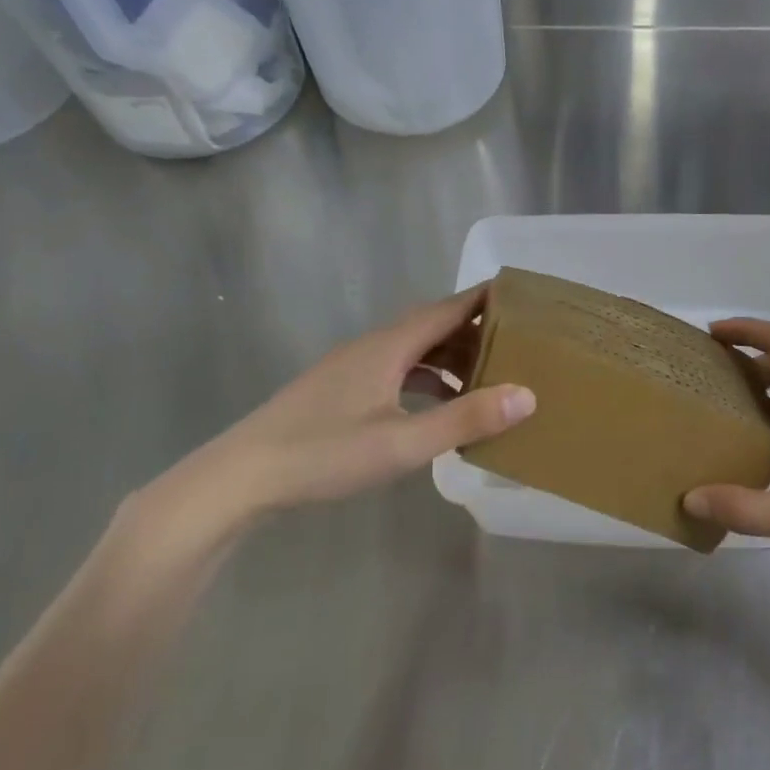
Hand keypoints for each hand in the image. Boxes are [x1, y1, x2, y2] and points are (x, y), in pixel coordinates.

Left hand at [124, 286, 532, 563]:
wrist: (243, 476)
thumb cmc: (324, 454)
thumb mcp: (403, 443)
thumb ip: (464, 419)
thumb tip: (527, 395)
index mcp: (388, 347)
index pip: (447, 308)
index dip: (484, 298)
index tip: (523, 293)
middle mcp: (372, 347)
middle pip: (432, 326)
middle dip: (476, 330)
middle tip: (519, 343)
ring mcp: (353, 368)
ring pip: (414, 350)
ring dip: (451, 358)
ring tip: (489, 377)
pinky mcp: (342, 391)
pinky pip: (398, 371)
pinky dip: (427, 380)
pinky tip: (440, 407)